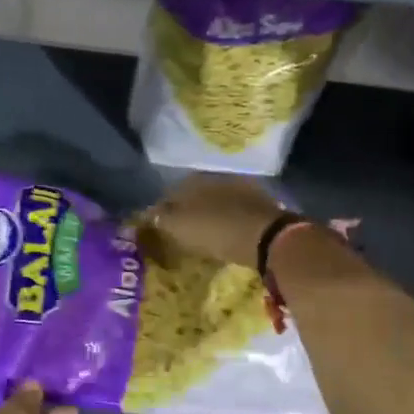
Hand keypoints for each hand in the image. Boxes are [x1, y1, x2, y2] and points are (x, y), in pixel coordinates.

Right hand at [137, 173, 287, 268]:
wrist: (266, 236)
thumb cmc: (214, 230)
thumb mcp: (177, 226)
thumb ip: (158, 217)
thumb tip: (147, 213)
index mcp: (190, 180)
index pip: (168, 194)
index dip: (162, 212)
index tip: (160, 229)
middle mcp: (214, 177)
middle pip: (193, 196)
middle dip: (187, 211)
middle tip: (182, 233)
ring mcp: (239, 187)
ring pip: (215, 201)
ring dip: (209, 215)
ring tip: (205, 235)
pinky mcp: (260, 203)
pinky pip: (235, 211)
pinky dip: (228, 220)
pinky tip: (227, 234)